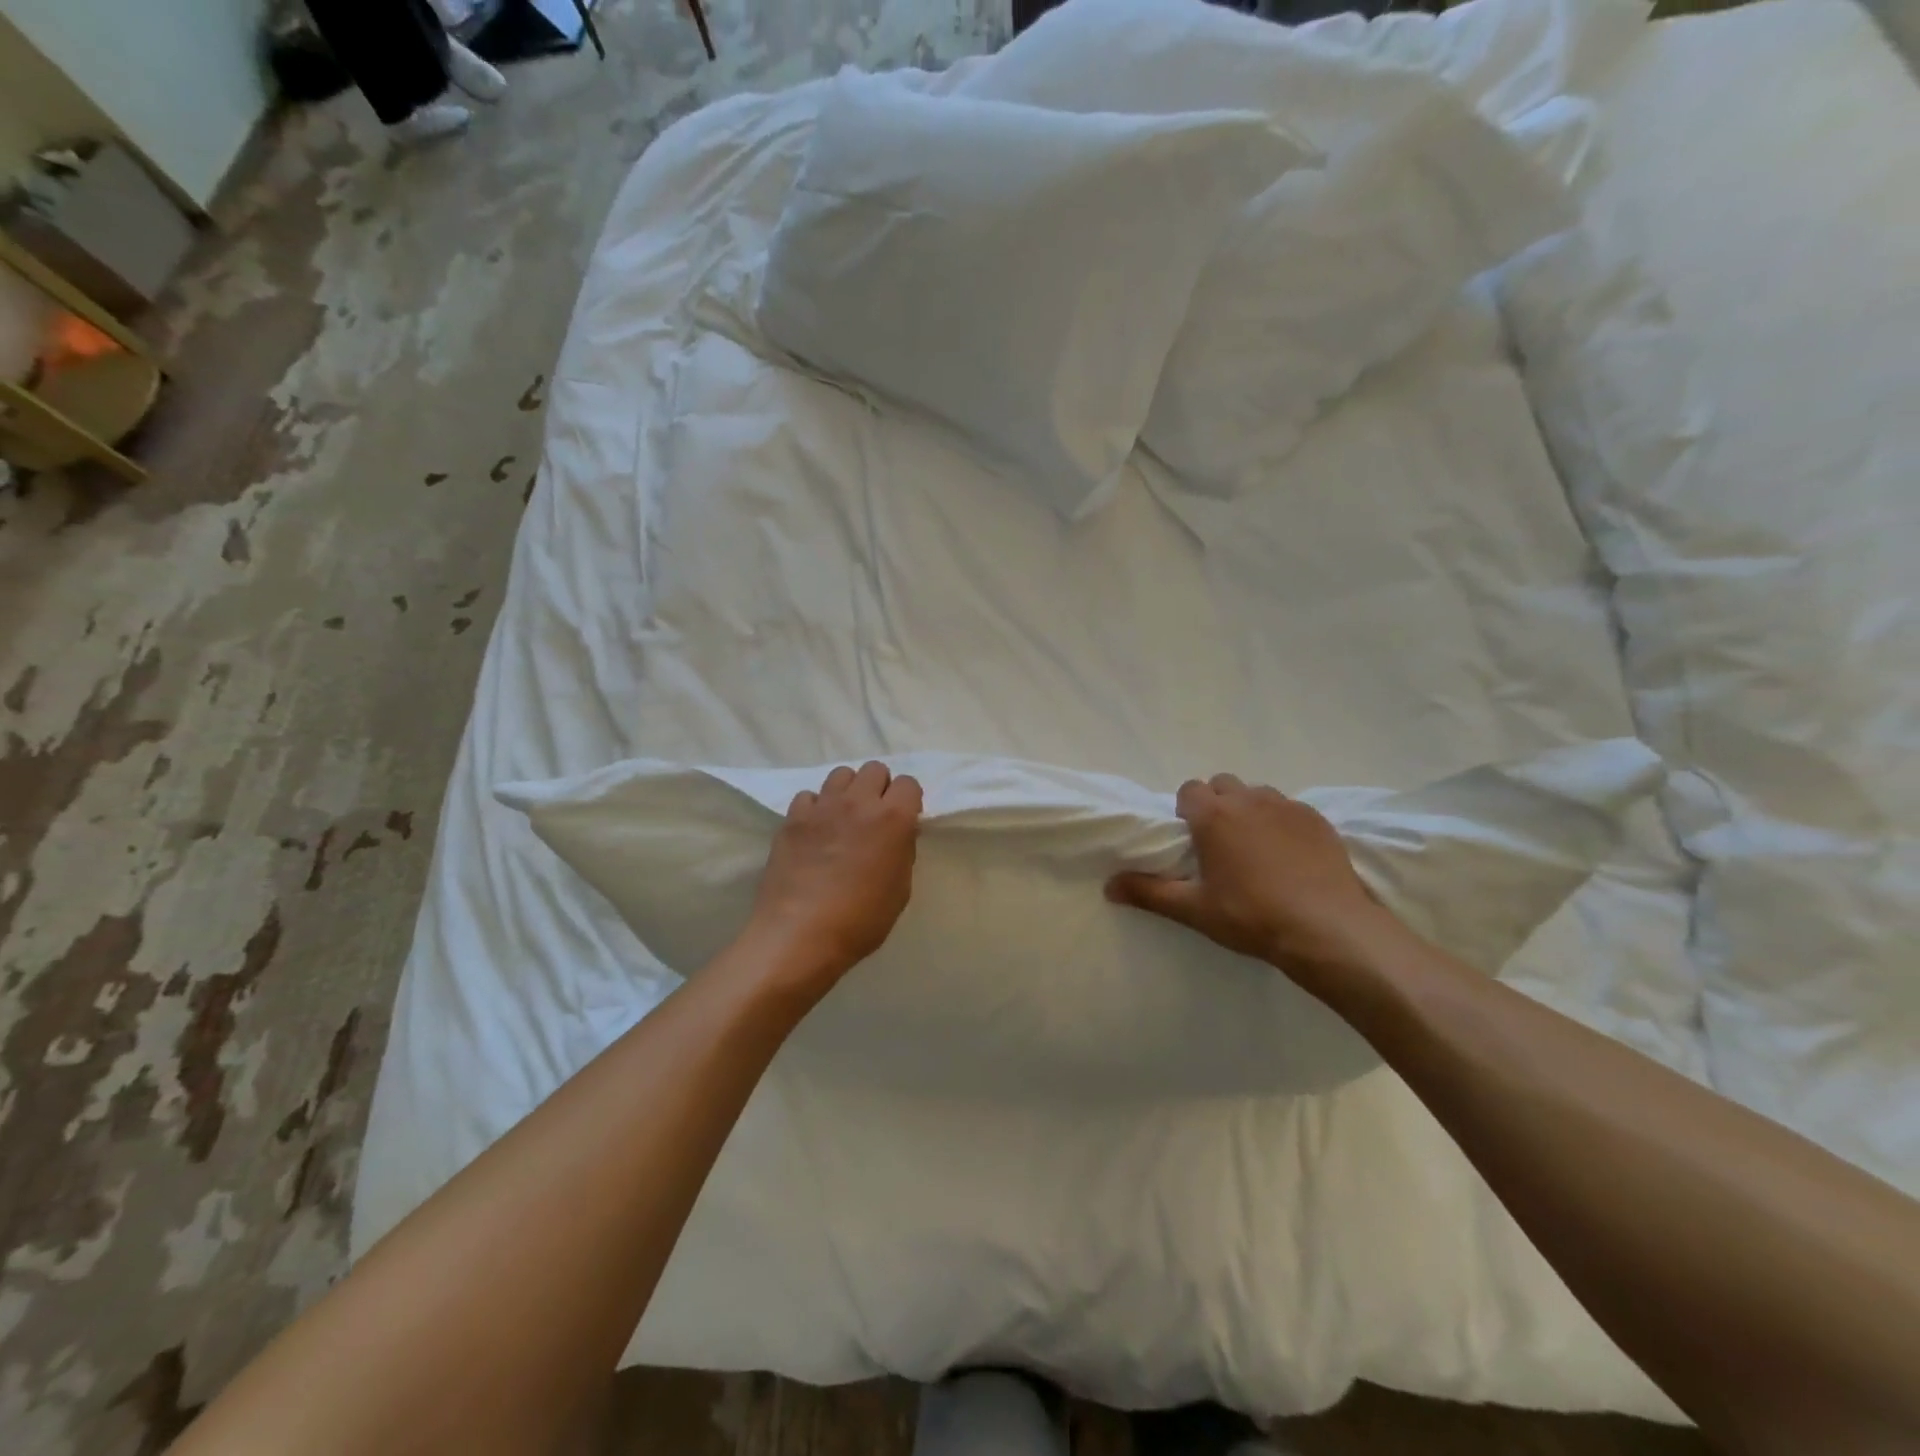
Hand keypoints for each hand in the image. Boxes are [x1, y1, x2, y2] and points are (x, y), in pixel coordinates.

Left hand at [747, 761, 922, 990]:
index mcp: (893, 819)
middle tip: (874, 817)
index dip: (908, 801)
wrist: (799, 934)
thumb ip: (902, 851)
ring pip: (841, 774)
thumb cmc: (860, 921)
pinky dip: (816, 808)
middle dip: (879, 788)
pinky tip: (815, 831)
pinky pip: (809, 796)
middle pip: (875, 769)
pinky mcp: (792, 818)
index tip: (904, 821)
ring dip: (848, 791)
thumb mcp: (900, 890)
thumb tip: (896, 835)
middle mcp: (859, 802)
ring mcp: (822, 807)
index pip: (908, 783)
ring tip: (844, 818)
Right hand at [1105, 774, 1399, 990]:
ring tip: (1256, 849)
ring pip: (1258, 794)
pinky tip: (1290, 856)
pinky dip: (1283, 823)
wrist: (1327, 929)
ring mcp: (1287, 807)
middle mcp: (1248, 800)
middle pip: (1223, 784)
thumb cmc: (1251, 916)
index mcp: (1213, 816)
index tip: (1192, 840)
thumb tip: (1109, 886)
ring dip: (1249, 810)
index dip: (1186, 811)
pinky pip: (1290, 808)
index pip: (1189, 789)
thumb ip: (1149, 893)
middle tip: (1220, 844)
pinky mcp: (1318, 820)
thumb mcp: (1194, 910)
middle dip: (1216, 805)